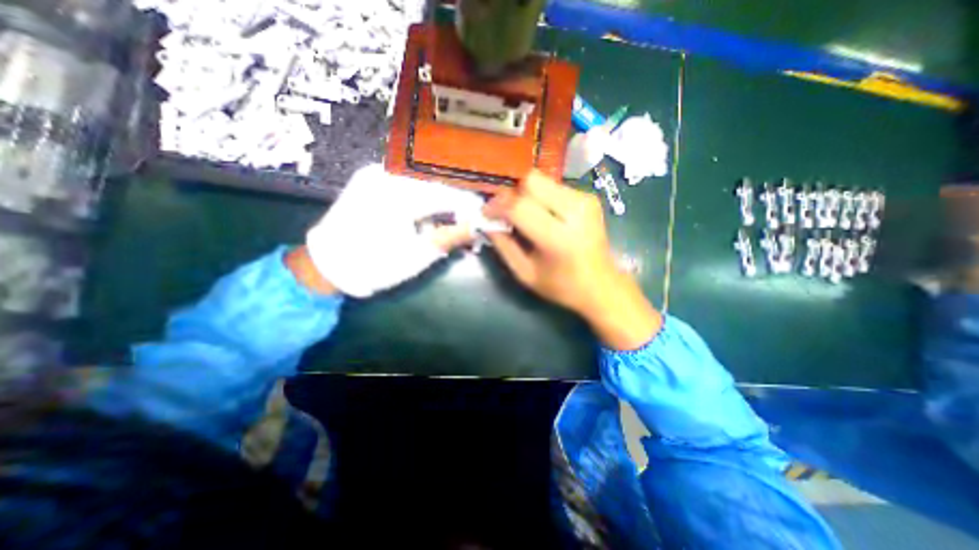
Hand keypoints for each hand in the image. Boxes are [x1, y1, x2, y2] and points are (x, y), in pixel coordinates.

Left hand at [304, 163, 478, 298]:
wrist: (327, 265)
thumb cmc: (374, 265)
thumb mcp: (418, 256)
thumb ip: (450, 237)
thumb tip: (477, 226)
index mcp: (398, 194)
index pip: (447, 195)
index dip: (468, 206)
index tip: (483, 218)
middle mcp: (387, 174)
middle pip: (436, 188)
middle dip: (455, 207)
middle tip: (468, 227)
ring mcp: (376, 174)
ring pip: (423, 186)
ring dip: (440, 206)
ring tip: (451, 226)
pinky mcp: (371, 180)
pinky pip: (407, 187)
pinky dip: (423, 202)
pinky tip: (430, 218)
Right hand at [482, 169, 660, 347]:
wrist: (602, 285)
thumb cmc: (562, 286)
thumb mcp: (525, 274)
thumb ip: (503, 246)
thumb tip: (486, 222)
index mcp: (558, 237)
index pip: (519, 206)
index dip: (496, 206)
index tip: (485, 214)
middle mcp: (574, 211)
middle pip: (530, 181)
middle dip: (511, 195)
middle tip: (505, 213)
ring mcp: (584, 200)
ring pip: (541, 180)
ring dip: (525, 195)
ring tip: (522, 215)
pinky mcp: (588, 197)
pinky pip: (553, 186)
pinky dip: (540, 196)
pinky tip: (541, 214)